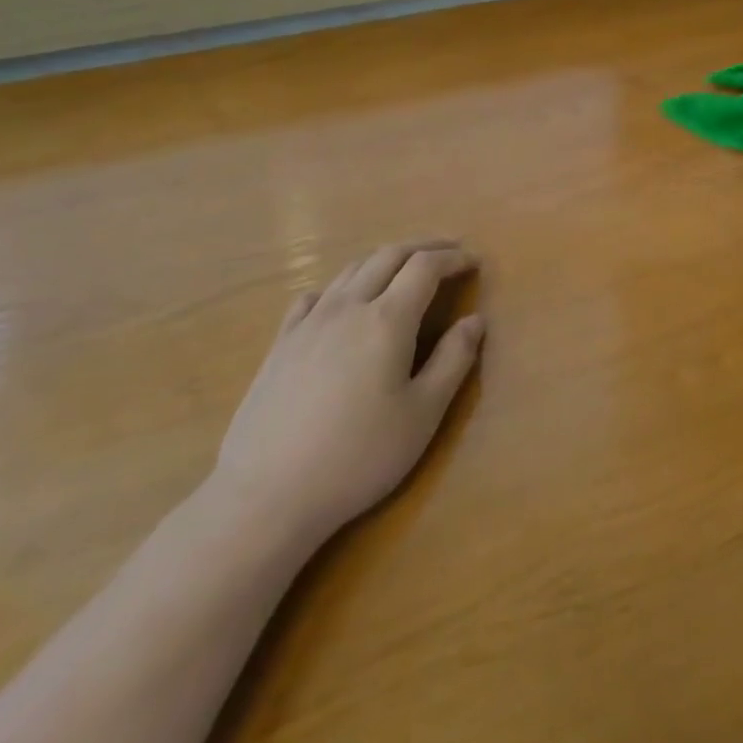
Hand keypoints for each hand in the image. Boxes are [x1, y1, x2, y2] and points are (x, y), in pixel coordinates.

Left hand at [211, 243, 483, 549]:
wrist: (267, 495)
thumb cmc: (359, 456)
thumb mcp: (423, 414)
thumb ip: (454, 360)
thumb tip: (475, 320)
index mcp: (388, 319)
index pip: (425, 267)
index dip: (453, 258)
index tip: (473, 262)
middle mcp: (348, 307)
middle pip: (388, 256)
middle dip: (423, 247)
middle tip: (449, 252)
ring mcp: (308, 324)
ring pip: (351, 270)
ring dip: (385, 260)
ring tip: (405, 270)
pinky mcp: (280, 345)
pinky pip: (314, 296)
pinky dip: (342, 285)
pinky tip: (343, 302)